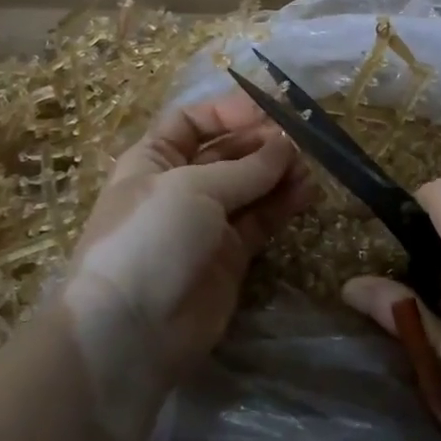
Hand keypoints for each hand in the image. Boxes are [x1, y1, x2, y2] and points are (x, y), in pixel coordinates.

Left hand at [64, 92, 314, 390]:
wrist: (132, 331)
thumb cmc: (151, 237)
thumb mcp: (194, 188)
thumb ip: (246, 167)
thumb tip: (285, 143)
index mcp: (154, 159)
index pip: (193, 121)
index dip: (229, 112)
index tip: (270, 110)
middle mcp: (179, 186)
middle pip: (226, 152)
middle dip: (262, 143)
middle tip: (300, 141)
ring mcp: (206, 222)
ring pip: (250, 186)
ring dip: (278, 173)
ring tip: (309, 168)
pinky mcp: (229, 256)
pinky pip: (260, 220)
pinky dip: (283, 204)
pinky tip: (307, 193)